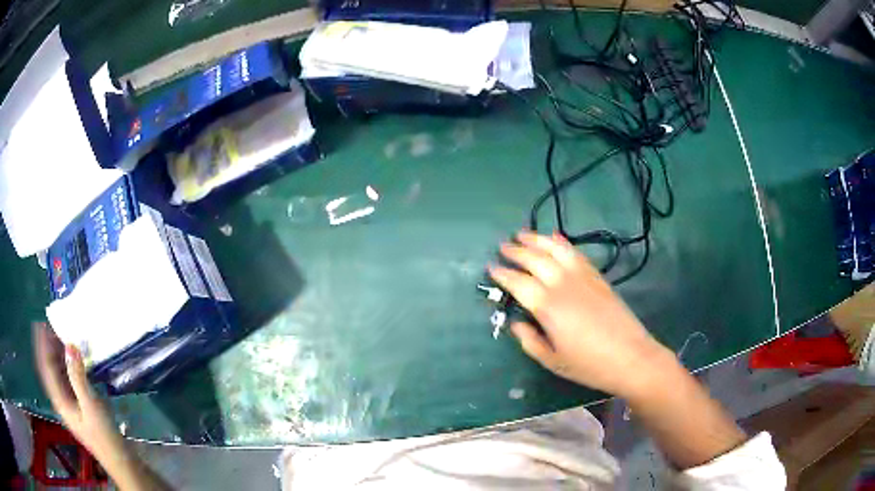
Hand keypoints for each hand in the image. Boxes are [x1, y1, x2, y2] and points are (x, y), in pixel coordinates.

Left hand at [33, 323, 124, 462]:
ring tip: (62, 336)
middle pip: (49, 369)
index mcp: (59, 400)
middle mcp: (60, 400)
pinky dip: (67, 365)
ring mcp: (69, 404)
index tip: (41, 323)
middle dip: (48, 347)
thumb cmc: (104, 436)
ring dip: (57, 355)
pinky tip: (74, 359)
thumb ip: (78, 376)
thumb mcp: (91, 405)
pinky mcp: (78, 406)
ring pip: (58, 374)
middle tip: (54, 326)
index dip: (41, 344)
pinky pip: (67, 380)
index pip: (45, 367)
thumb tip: (69, 344)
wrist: (120, 460)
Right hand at [489, 231, 672, 397]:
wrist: (630, 357)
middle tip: (503, 246)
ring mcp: (582, 277)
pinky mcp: (597, 276)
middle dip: (516, 251)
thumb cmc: (588, 364)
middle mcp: (562, 285)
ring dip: (537, 239)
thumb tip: (516, 323)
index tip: (491, 267)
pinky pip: (576, 253)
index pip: (518, 283)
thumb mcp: (552, 361)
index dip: (502, 273)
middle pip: (535, 259)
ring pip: (555, 249)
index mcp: (547, 307)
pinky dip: (562, 242)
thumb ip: (530, 341)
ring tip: (523, 234)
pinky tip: (555, 238)